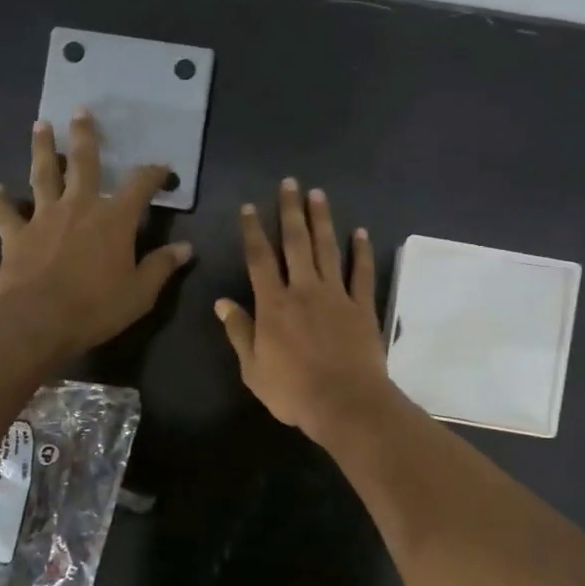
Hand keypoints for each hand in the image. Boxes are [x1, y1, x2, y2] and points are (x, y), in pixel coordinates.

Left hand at [0, 110, 191, 358]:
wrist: (39, 320)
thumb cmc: (97, 306)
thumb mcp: (141, 292)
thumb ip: (162, 266)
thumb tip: (186, 248)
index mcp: (114, 219)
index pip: (140, 185)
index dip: (154, 173)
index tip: (163, 168)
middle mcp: (79, 206)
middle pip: (83, 162)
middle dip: (85, 135)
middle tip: (81, 110)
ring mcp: (44, 217)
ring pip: (43, 175)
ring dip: (42, 149)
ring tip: (41, 125)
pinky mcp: (17, 235)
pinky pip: (7, 213)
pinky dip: (1, 200)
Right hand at [216, 179, 395, 442]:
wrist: (344, 403)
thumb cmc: (292, 391)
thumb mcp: (253, 368)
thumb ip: (239, 332)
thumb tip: (222, 302)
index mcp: (273, 304)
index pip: (259, 259)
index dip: (252, 231)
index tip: (249, 207)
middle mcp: (304, 290)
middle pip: (296, 243)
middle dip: (290, 211)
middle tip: (290, 183)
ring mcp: (336, 296)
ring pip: (328, 249)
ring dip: (322, 220)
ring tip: (318, 194)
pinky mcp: (362, 307)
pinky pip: (362, 273)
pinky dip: (361, 252)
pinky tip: (360, 232)